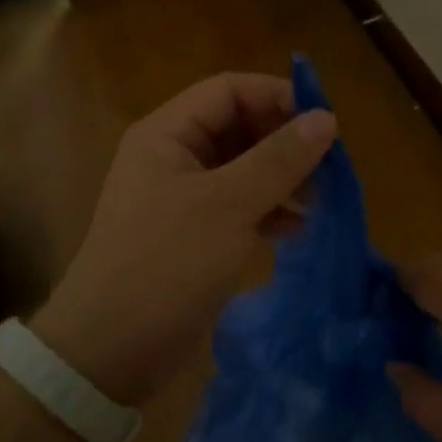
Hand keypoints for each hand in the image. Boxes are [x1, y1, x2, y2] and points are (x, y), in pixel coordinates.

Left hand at [30, 73, 336, 406]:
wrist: (112, 350)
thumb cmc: (167, 264)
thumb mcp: (229, 206)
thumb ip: (279, 159)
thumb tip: (327, 118)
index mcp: (167, 135)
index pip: (228, 90)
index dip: (277, 96)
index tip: (325, 121)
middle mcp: (172, 158)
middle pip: (237, 128)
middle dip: (284, 142)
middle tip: (329, 166)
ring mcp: (181, 198)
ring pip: (242, 169)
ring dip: (282, 179)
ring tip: (322, 199)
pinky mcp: (192, 236)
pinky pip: (237, 207)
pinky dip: (267, 212)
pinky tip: (296, 230)